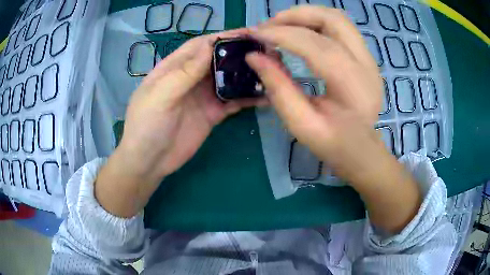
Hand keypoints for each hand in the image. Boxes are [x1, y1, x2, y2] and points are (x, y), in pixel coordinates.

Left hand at [95, 29, 264, 216]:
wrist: (149, 162)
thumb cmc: (146, 126)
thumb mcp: (161, 96)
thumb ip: (184, 72)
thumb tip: (209, 45)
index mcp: (174, 67)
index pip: (201, 45)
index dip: (223, 37)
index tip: (248, 33)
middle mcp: (191, 78)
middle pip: (219, 59)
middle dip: (240, 53)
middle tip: (267, 51)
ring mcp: (203, 96)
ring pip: (229, 79)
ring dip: (248, 74)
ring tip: (272, 70)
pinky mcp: (213, 114)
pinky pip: (233, 102)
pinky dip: (248, 98)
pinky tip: (265, 96)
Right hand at [246, 7, 383, 183]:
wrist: (362, 151)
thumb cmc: (334, 144)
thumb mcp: (301, 124)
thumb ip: (278, 88)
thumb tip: (253, 56)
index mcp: (353, 86)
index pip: (316, 45)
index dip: (282, 34)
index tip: (255, 34)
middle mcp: (366, 64)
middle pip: (333, 19)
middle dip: (296, 15)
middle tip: (269, 26)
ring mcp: (369, 58)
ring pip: (338, 18)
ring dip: (307, 15)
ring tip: (282, 26)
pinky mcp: (366, 57)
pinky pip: (341, 27)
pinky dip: (317, 22)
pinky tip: (301, 32)